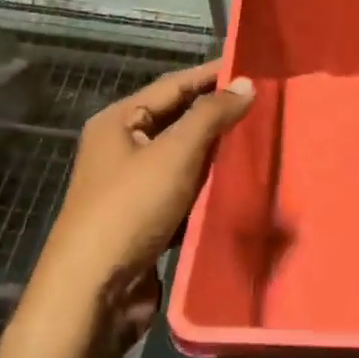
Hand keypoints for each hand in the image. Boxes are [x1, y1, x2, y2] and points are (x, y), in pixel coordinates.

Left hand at [26, 61, 253, 357]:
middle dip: (217, 113)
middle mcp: (121, 147)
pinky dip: (208, 186)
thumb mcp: (173, 154)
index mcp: (118, 122)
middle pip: (177, 120)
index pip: (173, 84)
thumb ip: (210, 116)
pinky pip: (183, 191)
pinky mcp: (146, 219)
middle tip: (265, 104)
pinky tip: (239, 184)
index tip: (253, 66)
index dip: (212, 74)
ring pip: (182, 158)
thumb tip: (245, 83)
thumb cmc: (130, 209)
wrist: (93, 291)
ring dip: (216, 152)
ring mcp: (132, 186)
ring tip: (260, 140)